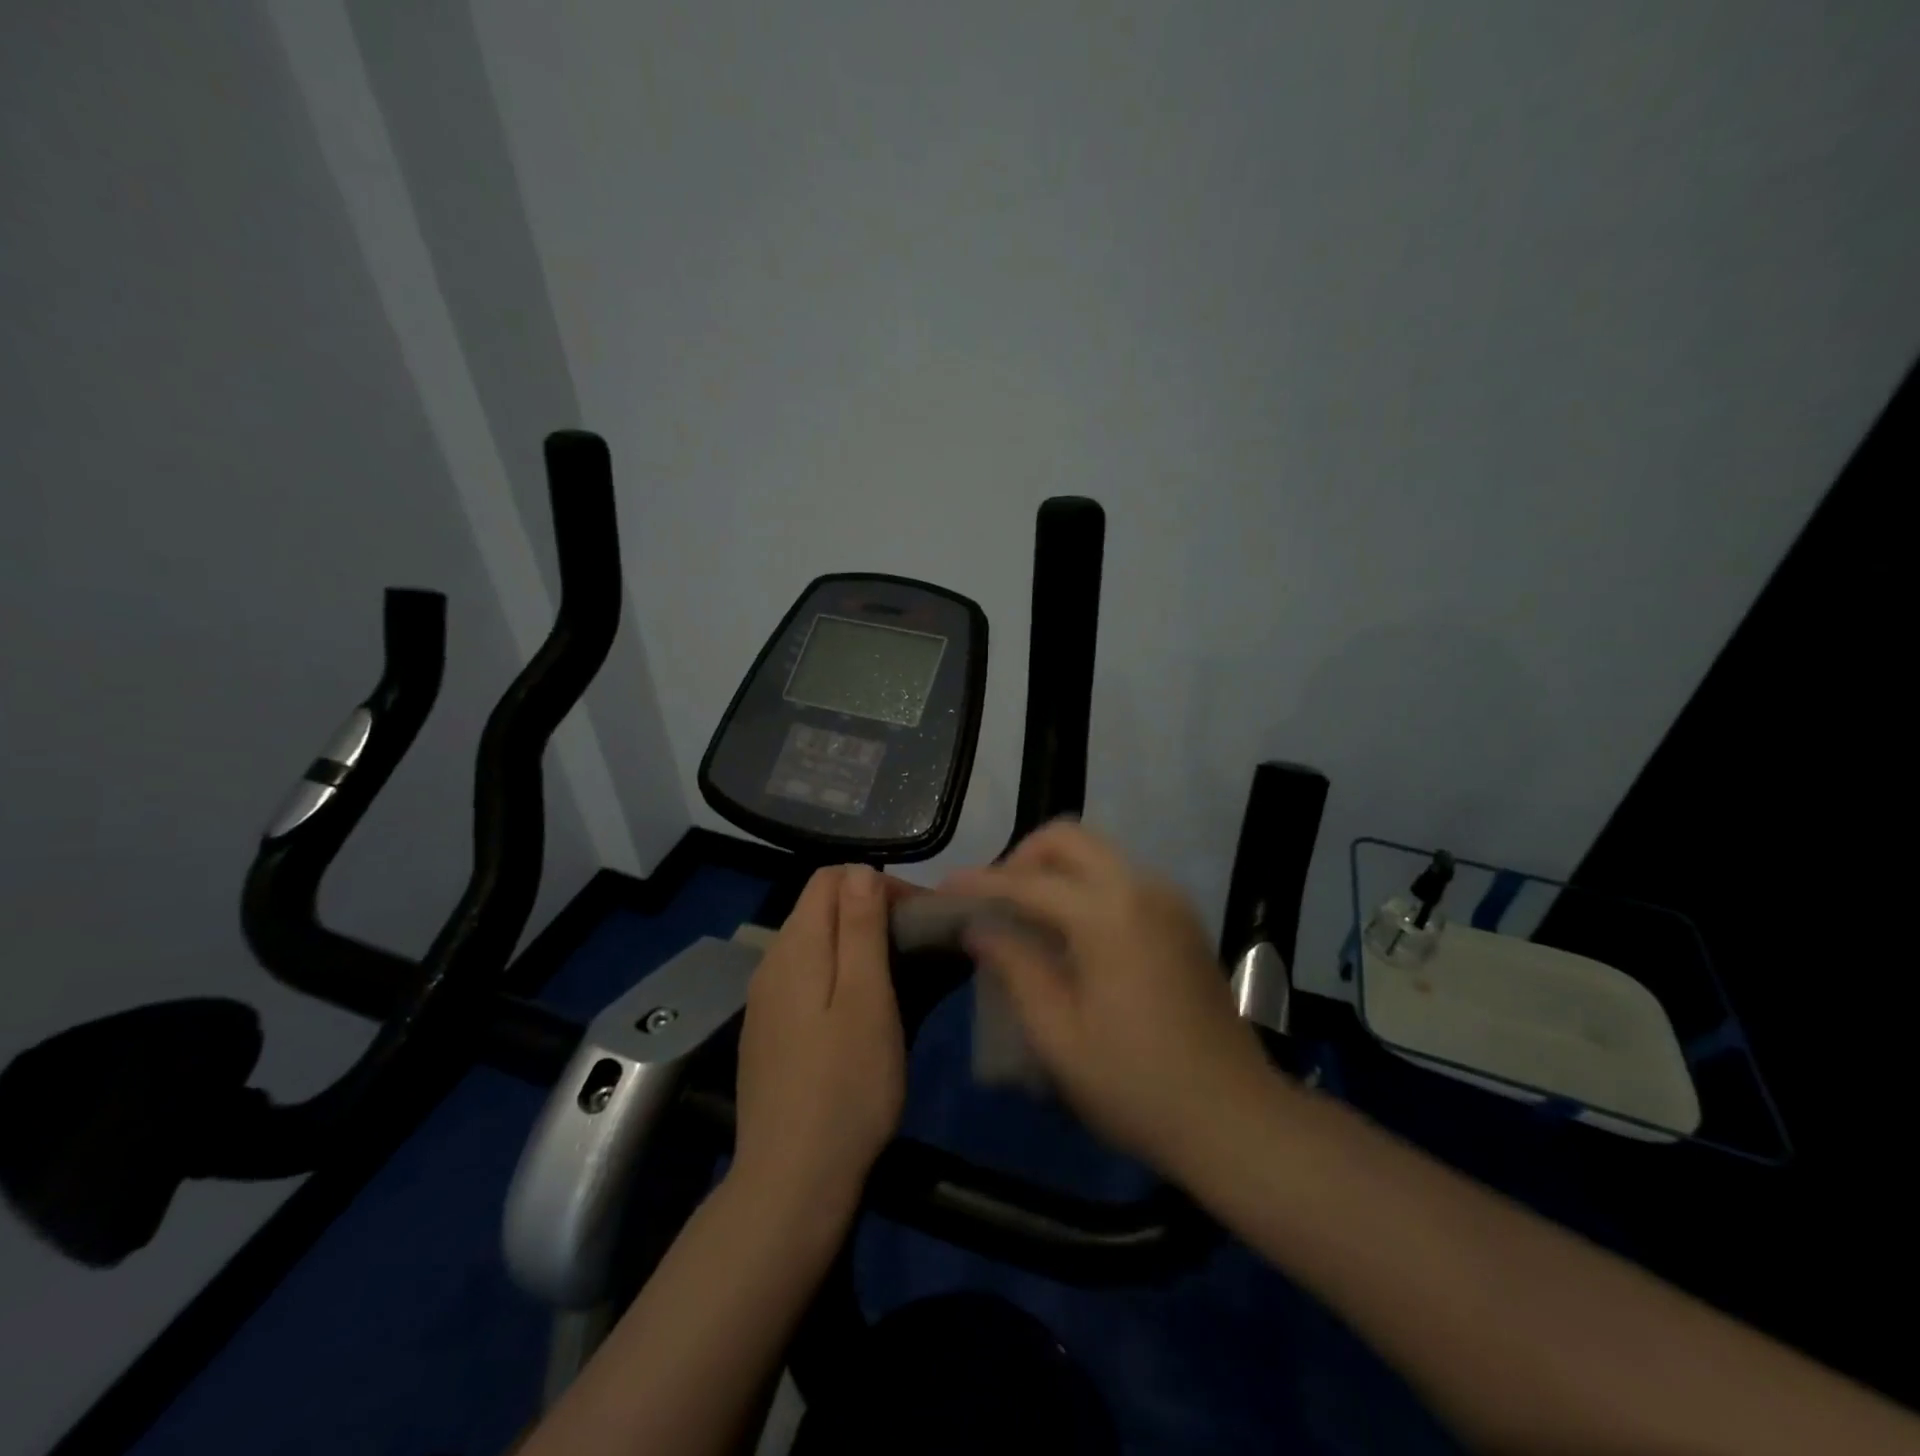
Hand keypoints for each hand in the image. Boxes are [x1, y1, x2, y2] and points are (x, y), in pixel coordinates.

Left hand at [731, 865, 908, 1222]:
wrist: (791, 1183)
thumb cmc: (845, 1086)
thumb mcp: (866, 999)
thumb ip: (860, 928)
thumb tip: (861, 870)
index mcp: (795, 947)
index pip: (831, 878)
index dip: (877, 885)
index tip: (917, 918)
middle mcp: (771, 964)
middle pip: (821, 909)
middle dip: (872, 914)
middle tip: (920, 949)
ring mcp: (765, 1001)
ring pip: (816, 946)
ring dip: (859, 946)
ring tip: (902, 978)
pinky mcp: (769, 1033)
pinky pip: (807, 981)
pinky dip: (840, 977)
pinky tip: (864, 1013)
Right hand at [943, 821, 1272, 1178]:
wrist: (1235, 1119)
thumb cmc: (1136, 1084)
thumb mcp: (1058, 1034)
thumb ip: (1014, 966)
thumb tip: (979, 926)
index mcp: (1108, 913)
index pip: (1028, 881)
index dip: (981, 883)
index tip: (945, 889)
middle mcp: (1142, 888)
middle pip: (1069, 838)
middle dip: (1021, 857)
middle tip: (994, 901)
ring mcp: (1168, 900)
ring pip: (1097, 854)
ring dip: (1053, 870)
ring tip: (1024, 917)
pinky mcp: (1181, 919)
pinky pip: (1120, 877)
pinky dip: (1083, 887)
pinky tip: (1068, 933)